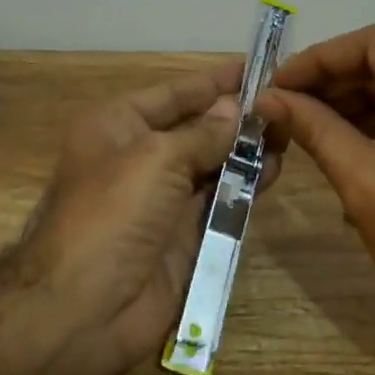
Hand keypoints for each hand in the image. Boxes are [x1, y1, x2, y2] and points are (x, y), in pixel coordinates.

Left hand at [9, 61, 275, 374]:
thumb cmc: (113, 213)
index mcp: (117, 125)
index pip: (173, 93)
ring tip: (290, 132)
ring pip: (212, 164)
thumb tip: (233, 109)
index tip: (257, 66)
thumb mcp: (157, 158)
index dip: (214, 80)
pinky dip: (245, 186)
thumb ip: (203, 133)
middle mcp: (138, 156)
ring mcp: (162, 198)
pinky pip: (219, 202)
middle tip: (287, 103)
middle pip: (196, 127)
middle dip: (237, 116)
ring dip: (247, 150)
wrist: (84, 308)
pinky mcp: (183, 235)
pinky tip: (275, 170)